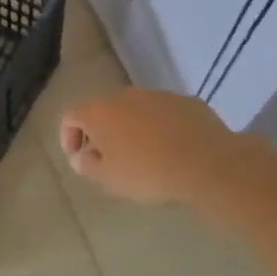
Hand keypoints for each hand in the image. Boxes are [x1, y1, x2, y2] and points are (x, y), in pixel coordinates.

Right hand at [59, 88, 238, 206]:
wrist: (208, 165)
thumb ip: (88, 166)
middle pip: (103, 110)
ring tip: (143, 156)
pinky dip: (159, 127)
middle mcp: (125, 95)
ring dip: (132, 128)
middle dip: (101, 132)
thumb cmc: (148, 174)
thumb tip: (80, 157)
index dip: (68, 136)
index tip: (79, 158)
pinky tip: (171, 150)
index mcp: (100, 112)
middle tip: (109, 159)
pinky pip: (163, 113)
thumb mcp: (110, 179)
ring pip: (135, 110)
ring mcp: (158, 95)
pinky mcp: (186, 101)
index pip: (70, 115)